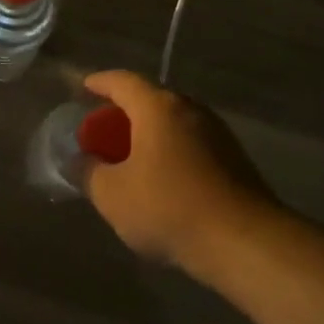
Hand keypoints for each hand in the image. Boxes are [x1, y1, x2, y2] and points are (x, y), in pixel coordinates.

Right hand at [81, 70, 280, 280]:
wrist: (244, 241)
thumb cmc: (168, 208)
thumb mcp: (112, 195)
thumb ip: (89, 172)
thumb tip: (80, 161)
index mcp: (158, 108)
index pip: (122, 81)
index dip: (99, 83)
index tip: (83, 88)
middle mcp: (190, 110)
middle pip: (150, 101)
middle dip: (123, 114)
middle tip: (102, 132)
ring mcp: (217, 133)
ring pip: (173, 124)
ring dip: (148, 136)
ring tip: (128, 158)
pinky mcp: (234, 159)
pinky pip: (190, 144)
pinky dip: (169, 152)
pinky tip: (160, 180)